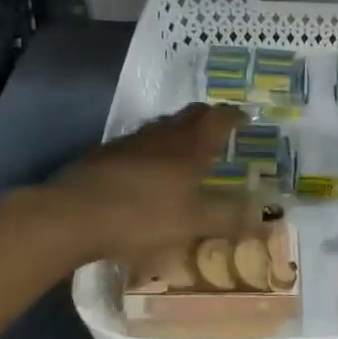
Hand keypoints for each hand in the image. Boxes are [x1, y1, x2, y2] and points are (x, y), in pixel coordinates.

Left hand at [42, 104, 256, 264]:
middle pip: (191, 114)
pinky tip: (147, 170)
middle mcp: (164, 135)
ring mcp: (131, 141)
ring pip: (163, 126)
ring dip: (179, 131)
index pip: (219, 118)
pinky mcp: (105, 153)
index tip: (246, 120)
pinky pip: (139, 142)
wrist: (72, 215)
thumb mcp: (192, 224)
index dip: (235, 117)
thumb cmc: (141, 216)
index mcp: (190, 146)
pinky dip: (153, 148)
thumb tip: (265, 217)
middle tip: (220, 130)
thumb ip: (229, 219)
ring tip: (186, 149)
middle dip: (209, 118)